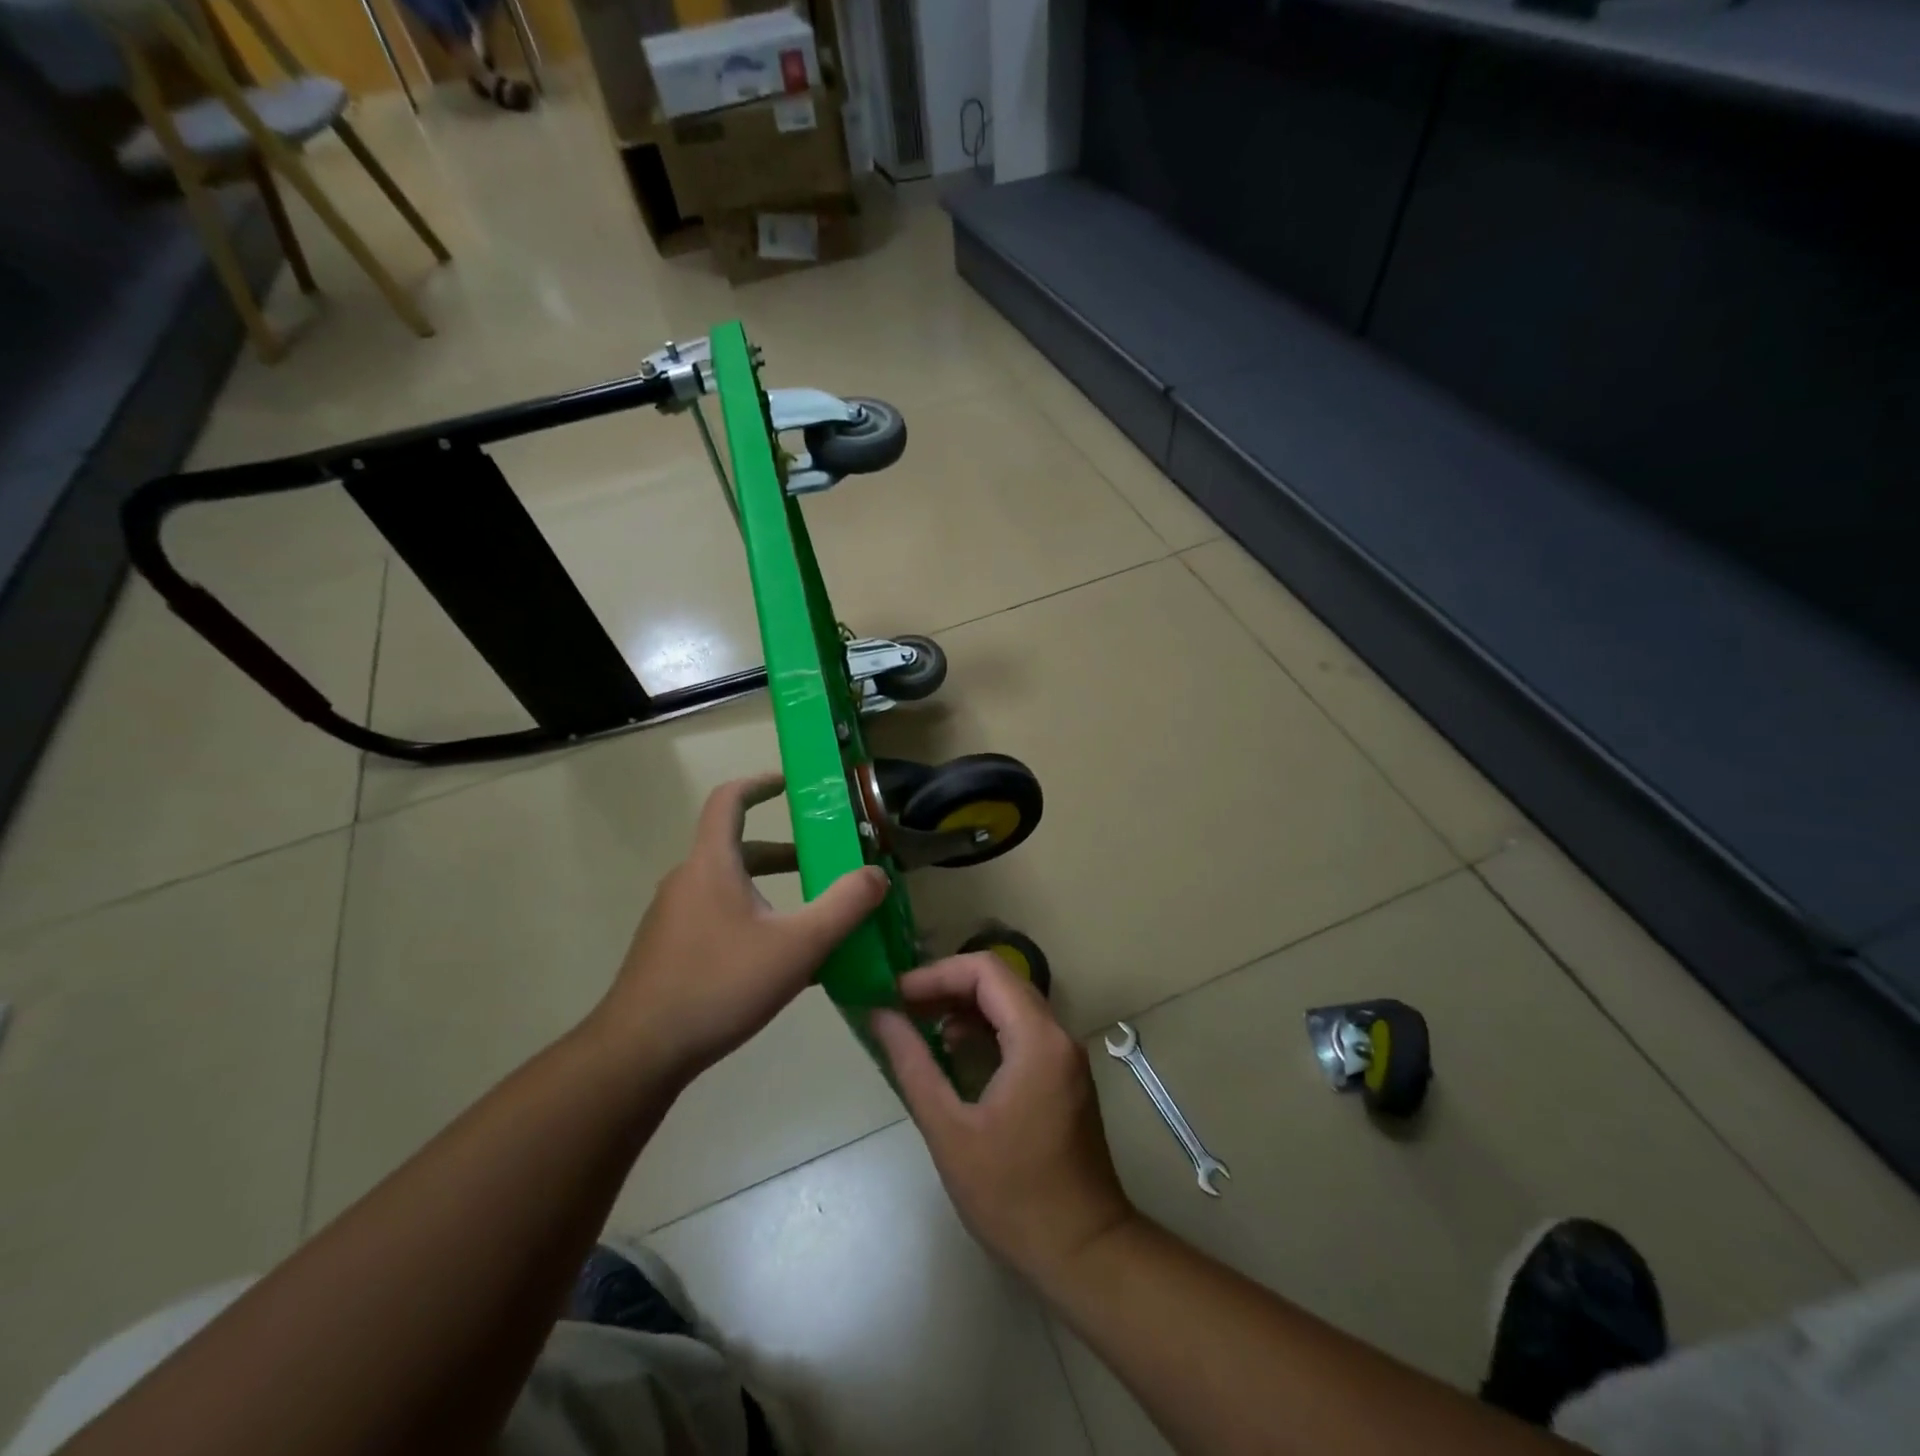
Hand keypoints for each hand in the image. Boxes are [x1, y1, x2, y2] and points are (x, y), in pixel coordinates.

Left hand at [597, 773, 887, 1084]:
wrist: (639, 1053)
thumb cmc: (719, 985)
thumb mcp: (797, 945)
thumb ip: (844, 906)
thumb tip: (877, 874)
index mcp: (711, 864)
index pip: (729, 800)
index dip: (760, 783)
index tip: (792, 783)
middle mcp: (687, 880)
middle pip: (736, 847)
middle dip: (784, 852)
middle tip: (822, 862)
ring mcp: (673, 917)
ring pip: (728, 886)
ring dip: (769, 888)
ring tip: (808, 916)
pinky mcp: (668, 950)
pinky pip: (716, 917)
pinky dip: (751, 918)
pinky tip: (776, 960)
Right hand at [871, 954, 1136, 1285]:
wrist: (1084, 1252)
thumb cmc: (1012, 1195)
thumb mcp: (950, 1131)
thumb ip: (913, 1064)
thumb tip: (880, 1015)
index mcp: (1036, 1039)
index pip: (985, 970)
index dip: (936, 973)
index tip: (896, 993)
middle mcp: (1057, 1034)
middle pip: (1000, 981)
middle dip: (947, 985)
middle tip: (902, 1005)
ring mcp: (1064, 1054)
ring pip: (1011, 1003)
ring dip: (965, 1005)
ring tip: (919, 1024)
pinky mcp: (1063, 1074)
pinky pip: (1021, 1029)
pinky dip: (985, 1028)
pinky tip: (952, 1050)